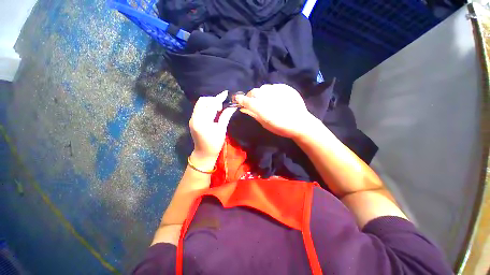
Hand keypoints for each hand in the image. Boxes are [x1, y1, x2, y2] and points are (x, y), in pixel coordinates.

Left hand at [189, 91, 236, 169]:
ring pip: (200, 104)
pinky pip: (199, 108)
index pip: (211, 106)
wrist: (203, 153)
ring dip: (209, 102)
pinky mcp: (192, 120)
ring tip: (218, 108)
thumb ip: (226, 116)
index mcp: (203, 122)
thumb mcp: (222, 130)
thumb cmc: (215, 144)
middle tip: (222, 105)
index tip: (226, 93)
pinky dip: (206, 107)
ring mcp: (192, 119)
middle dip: (213, 99)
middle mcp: (195, 119)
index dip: (219, 98)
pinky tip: (213, 111)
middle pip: (202, 101)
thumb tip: (232, 107)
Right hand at [235, 84, 316, 138]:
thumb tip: (243, 108)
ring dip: (260, 93)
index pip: (248, 101)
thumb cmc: (282, 128)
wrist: (301, 123)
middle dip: (250, 95)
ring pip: (263, 87)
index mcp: (264, 110)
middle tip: (251, 101)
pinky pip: (273, 86)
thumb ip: (254, 115)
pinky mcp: (286, 88)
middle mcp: (270, 98)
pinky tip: (273, 97)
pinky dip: (269, 91)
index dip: (241, 99)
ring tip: (263, 99)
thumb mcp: (265, 124)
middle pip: (254, 92)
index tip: (237, 99)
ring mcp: (279, 91)